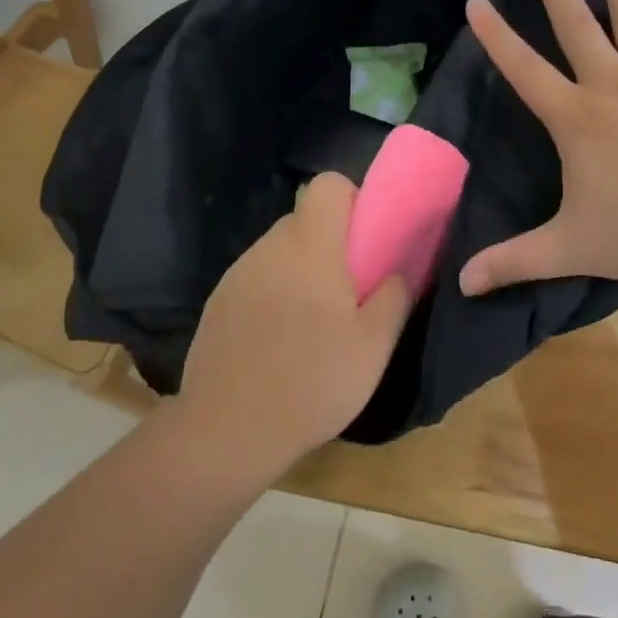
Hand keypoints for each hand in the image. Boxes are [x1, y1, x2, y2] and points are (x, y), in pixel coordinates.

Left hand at [177, 174, 410, 484]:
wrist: (226, 433)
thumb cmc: (311, 383)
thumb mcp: (373, 347)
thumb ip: (394, 297)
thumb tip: (399, 270)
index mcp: (311, 247)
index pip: (327, 184)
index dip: (351, 199)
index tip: (365, 239)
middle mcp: (270, 247)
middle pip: (304, 219)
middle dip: (329, 241)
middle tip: (347, 288)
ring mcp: (238, 273)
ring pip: (280, 250)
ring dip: (300, 268)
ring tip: (312, 321)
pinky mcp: (218, 301)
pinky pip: (256, 277)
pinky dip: (273, 291)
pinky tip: (278, 339)